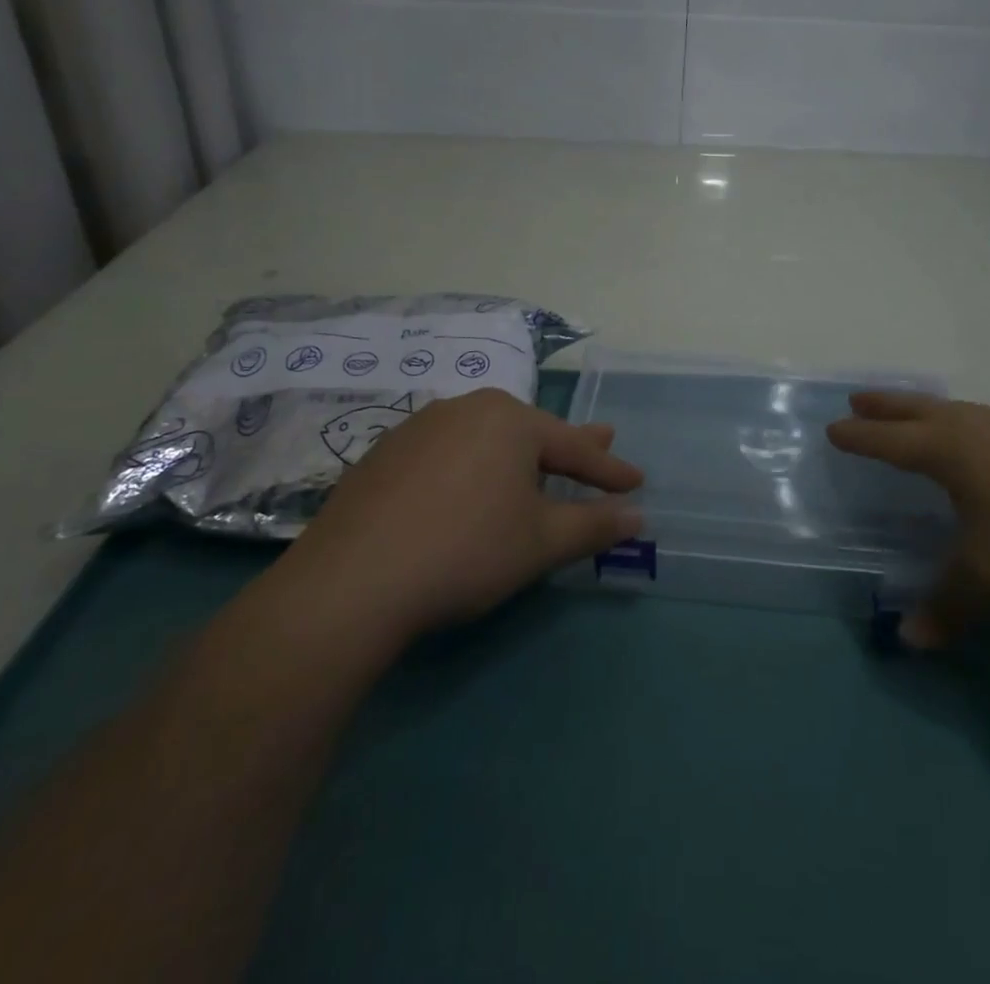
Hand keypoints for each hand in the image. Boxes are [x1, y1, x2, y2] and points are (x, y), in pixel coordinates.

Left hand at [280, 389, 643, 643]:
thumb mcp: (540, 542)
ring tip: (535, 465)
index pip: (573, 446)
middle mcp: (465, 409)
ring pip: (485, 438)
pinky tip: (468, 485)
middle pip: (529, 432)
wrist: (352, 581)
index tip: (636, 481)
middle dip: (568, 446)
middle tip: (602, 440)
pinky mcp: (384, 454)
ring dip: (517, 454)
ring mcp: (419, 427)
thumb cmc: (466, 551)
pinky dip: (472, 467)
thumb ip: (593, 525)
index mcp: (509, 420)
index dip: (608, 469)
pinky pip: (447, 453)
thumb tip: (637, 517)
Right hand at [828, 391, 989, 643]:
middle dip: (887, 406)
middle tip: (858, 398)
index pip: (892, 441)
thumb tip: (909, 638)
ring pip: (960, 414)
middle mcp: (982, 433)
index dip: (861, 437)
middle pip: (922, 411)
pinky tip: (983, 449)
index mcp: (954, 452)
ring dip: (927, 411)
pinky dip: (966, 427)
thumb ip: (946, 605)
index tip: (833, 429)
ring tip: (914, 415)